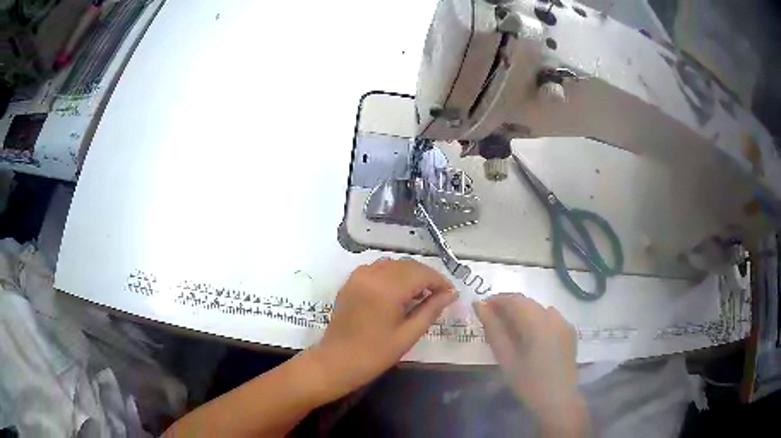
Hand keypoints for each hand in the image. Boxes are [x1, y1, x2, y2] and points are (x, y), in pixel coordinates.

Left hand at [309, 259, 456, 398]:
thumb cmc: (375, 354)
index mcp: (387, 289)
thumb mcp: (408, 335)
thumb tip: (451, 294)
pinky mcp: (350, 282)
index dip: (439, 281)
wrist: (336, 362)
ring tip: (420, 294)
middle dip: (426, 276)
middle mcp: (371, 275)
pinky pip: (377, 269)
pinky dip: (392, 274)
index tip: (451, 293)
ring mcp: (358, 276)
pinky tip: (398, 291)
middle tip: (439, 295)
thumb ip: (431, 310)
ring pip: (392, 264)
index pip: (421, 273)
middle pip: (407, 265)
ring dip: (409, 274)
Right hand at [473, 293, 588, 435]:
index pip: (513, 299)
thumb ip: (493, 329)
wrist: (558, 400)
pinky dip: (535, 319)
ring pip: (538, 308)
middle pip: (527, 302)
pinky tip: (529, 336)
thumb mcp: (506, 358)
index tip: (481, 309)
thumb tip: (479, 306)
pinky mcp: (569, 331)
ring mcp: (564, 322)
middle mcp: (553, 316)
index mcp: (537, 322)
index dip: (496, 300)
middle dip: (508, 306)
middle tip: (491, 320)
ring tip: (509, 329)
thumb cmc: (528, 382)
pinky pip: (549, 317)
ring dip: (522, 312)